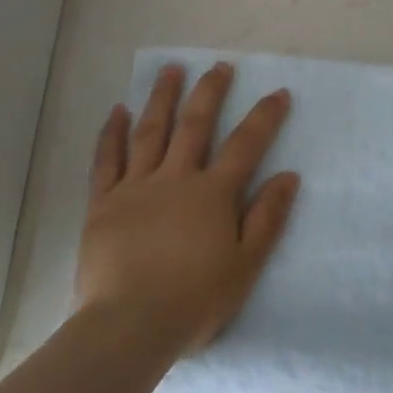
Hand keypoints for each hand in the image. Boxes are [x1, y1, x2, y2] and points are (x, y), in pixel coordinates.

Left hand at [76, 62, 300, 356]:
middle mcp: (175, 177)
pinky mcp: (104, 202)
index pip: (245, 145)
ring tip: (171, 69)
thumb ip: (267, 218)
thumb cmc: (193, 301)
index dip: (264, 116)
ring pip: (151, 131)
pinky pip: (108, 159)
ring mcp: (136, 186)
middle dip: (210, 92)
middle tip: (219, 66)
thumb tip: (288, 175)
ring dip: (162, 97)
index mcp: (212, 193)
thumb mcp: (245, 266)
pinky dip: (112, 132)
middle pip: (195, 124)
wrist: (128, 326)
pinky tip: (118, 110)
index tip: (278, 93)